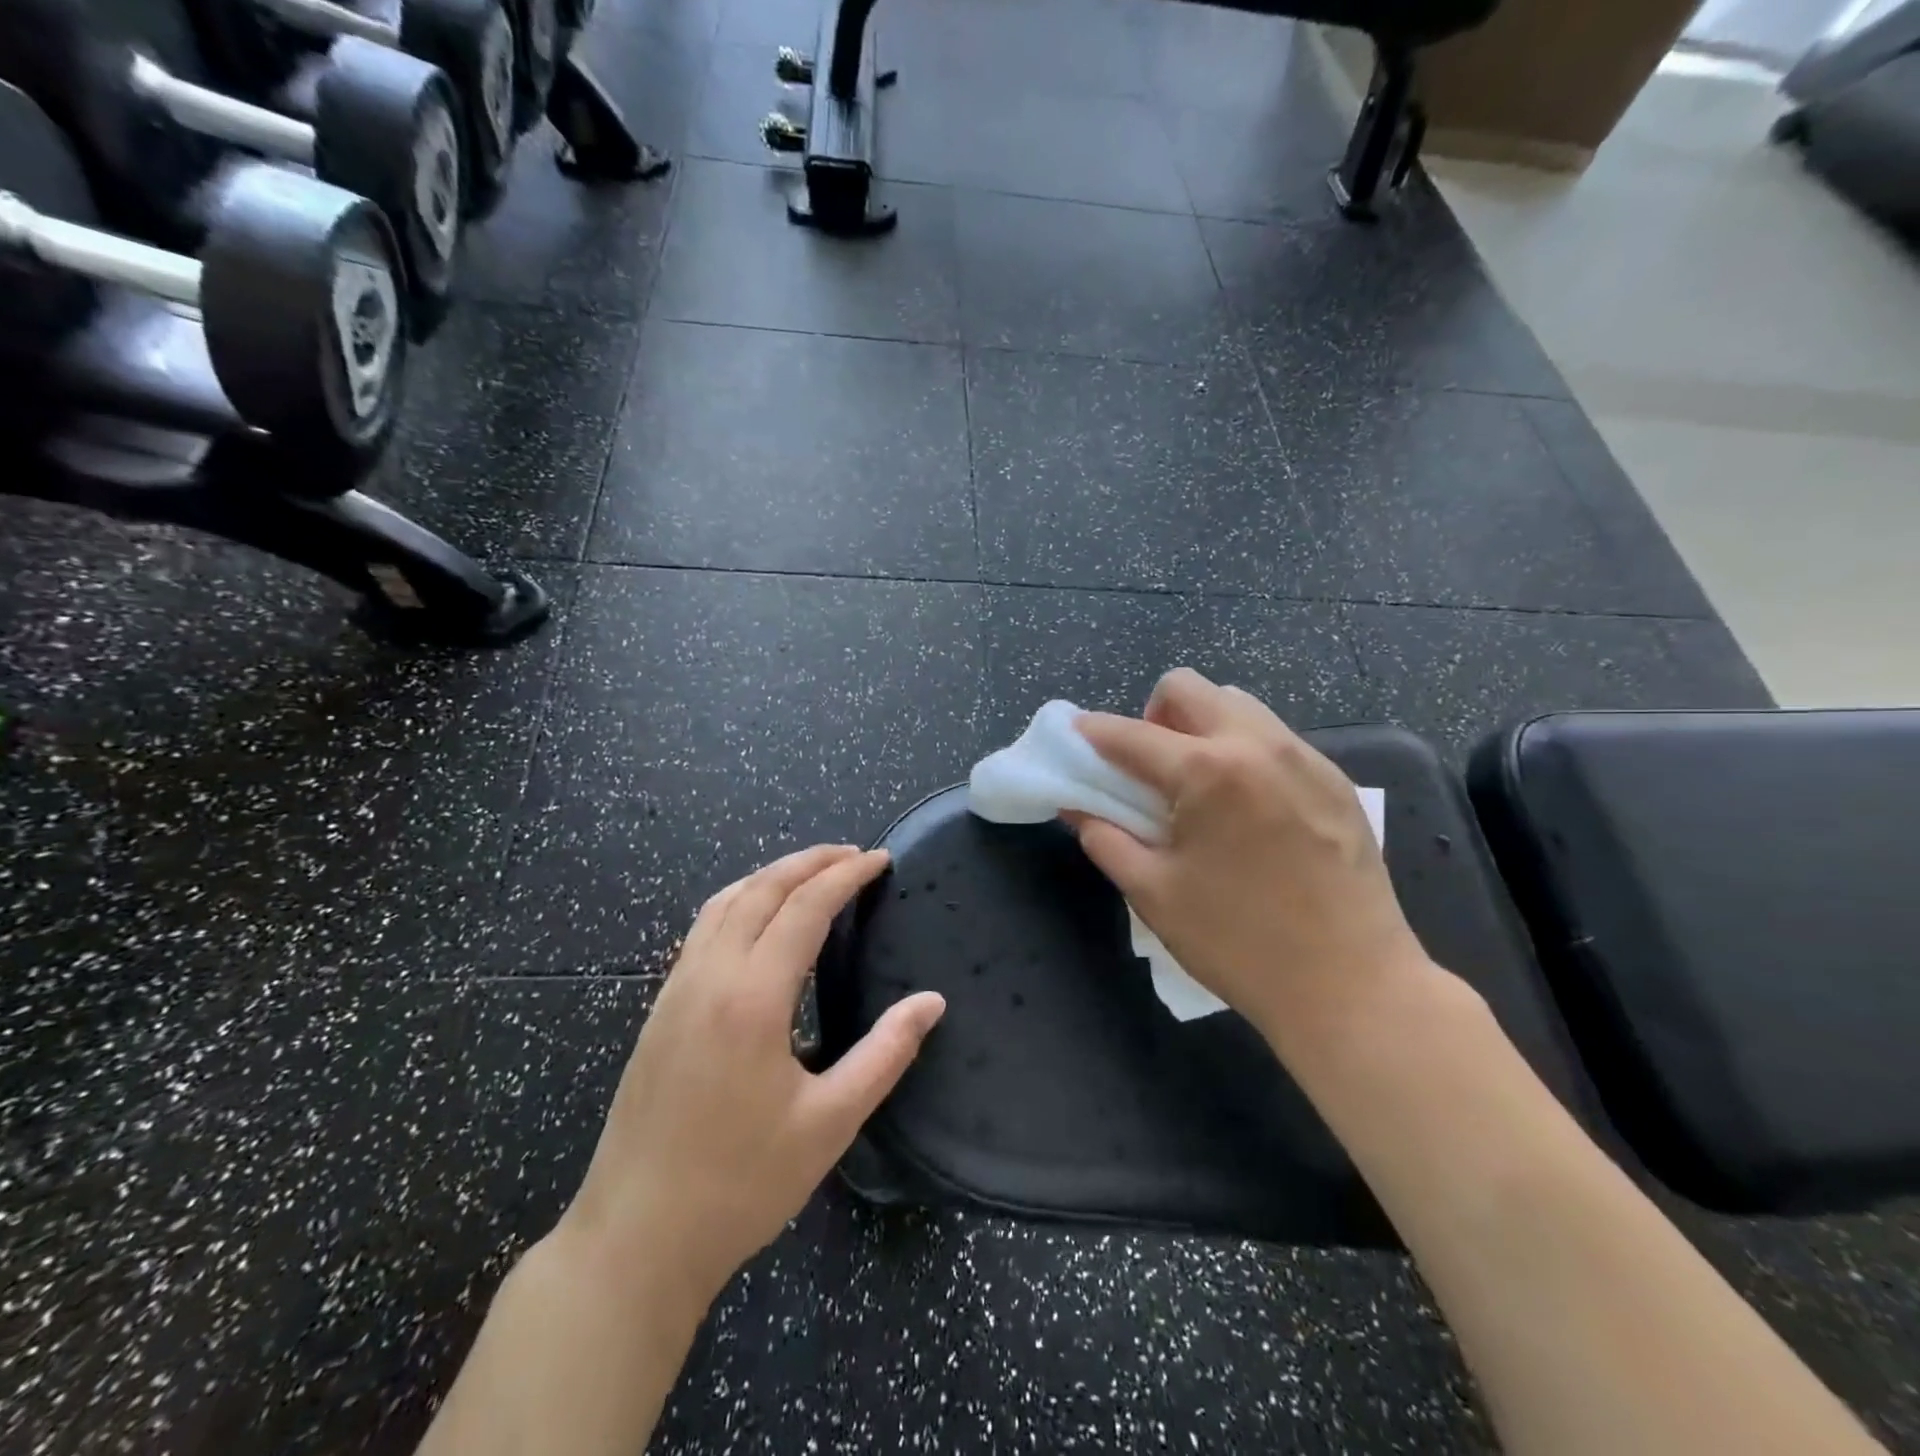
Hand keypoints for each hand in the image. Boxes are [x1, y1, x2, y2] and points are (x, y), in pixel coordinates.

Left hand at [557, 845, 945, 1311]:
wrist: (634, 1239)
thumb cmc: (740, 1185)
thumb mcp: (829, 1123)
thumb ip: (885, 1054)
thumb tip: (932, 1002)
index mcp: (753, 998)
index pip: (805, 907)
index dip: (846, 875)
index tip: (880, 859)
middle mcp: (710, 976)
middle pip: (762, 889)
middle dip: (810, 861)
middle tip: (854, 854)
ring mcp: (676, 990)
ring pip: (725, 901)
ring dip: (771, 874)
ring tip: (811, 872)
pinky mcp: (659, 1010)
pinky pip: (702, 928)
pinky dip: (739, 900)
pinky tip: (756, 919)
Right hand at [1072, 669, 1444, 1051]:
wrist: (1352, 986)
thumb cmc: (1238, 942)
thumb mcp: (1154, 893)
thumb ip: (1105, 838)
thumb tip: (1077, 806)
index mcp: (1207, 771)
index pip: (1131, 734)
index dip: (1092, 732)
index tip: (1075, 736)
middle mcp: (1257, 745)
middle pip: (1188, 688)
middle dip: (1153, 715)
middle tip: (1149, 768)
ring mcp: (1304, 758)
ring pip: (1237, 704)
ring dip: (1201, 726)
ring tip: (1199, 785)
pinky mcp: (1335, 780)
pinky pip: (1274, 738)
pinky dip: (1242, 750)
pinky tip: (1245, 806)